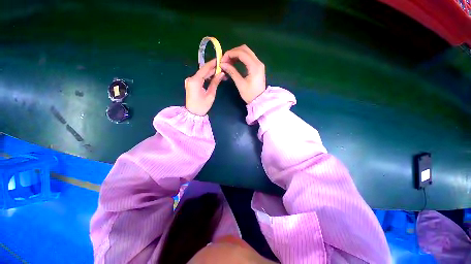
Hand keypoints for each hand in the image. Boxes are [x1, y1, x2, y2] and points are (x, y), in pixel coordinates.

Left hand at [185, 59, 224, 115]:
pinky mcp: (191, 83)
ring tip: (220, 72)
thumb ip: (215, 82)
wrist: (193, 113)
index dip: (212, 63)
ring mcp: (190, 81)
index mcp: (195, 80)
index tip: (220, 59)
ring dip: (210, 73)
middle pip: (203, 70)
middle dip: (212, 69)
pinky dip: (206, 77)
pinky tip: (213, 77)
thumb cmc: (202, 105)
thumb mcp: (210, 94)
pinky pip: (200, 78)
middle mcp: (191, 78)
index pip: (205, 68)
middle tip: (222, 67)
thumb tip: (221, 73)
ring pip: (201, 74)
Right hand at [220, 45, 265, 103]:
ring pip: (246, 52)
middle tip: (225, 60)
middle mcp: (258, 62)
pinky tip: (234, 63)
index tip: (222, 60)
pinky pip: (248, 57)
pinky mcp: (257, 67)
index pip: (241, 53)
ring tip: (228, 62)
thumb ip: (232, 72)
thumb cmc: (250, 94)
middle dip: (233, 52)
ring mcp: (259, 64)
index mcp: (254, 66)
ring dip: (236, 54)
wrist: (259, 101)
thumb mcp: (240, 84)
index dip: (230, 54)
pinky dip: (240, 58)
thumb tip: (222, 64)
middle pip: (244, 49)